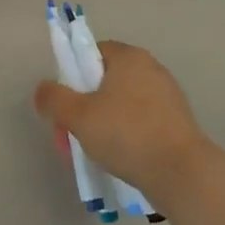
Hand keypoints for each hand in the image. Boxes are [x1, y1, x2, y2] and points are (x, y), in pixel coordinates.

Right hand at [33, 41, 210, 202]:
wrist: (181, 173)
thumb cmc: (126, 134)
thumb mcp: (78, 115)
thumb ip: (54, 98)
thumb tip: (42, 90)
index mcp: (129, 57)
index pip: (92, 52)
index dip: (73, 74)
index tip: (66, 101)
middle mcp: (152, 69)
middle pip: (106, 80)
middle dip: (86, 104)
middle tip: (74, 131)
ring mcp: (168, 96)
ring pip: (123, 103)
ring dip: (104, 122)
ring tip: (94, 150)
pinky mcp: (177, 122)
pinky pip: (141, 121)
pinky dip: (127, 134)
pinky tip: (120, 158)